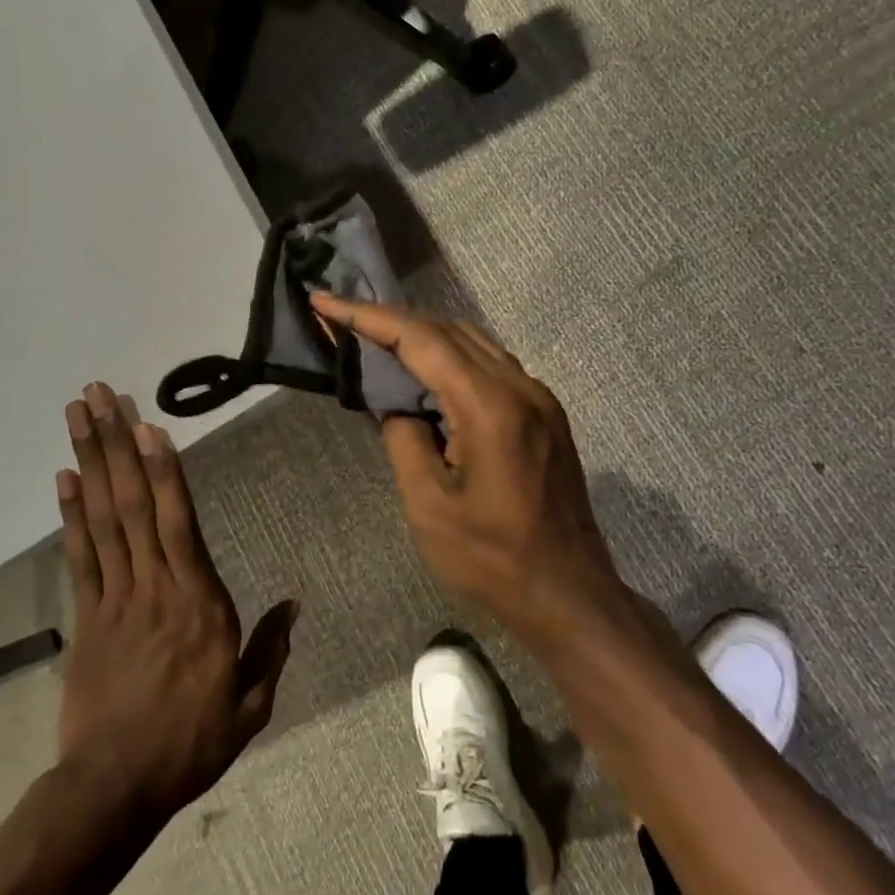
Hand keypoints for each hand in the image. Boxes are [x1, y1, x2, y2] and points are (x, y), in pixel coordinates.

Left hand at [54, 383, 297, 830]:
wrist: (114, 788)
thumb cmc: (190, 742)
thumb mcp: (249, 705)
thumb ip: (270, 649)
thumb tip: (294, 605)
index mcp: (199, 603)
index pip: (179, 523)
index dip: (164, 472)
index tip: (150, 426)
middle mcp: (155, 586)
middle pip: (132, 504)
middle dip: (117, 444)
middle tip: (100, 394)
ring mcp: (114, 598)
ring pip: (103, 518)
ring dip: (90, 461)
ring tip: (80, 415)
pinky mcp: (86, 617)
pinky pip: (80, 556)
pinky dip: (71, 514)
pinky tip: (65, 478)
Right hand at [310, 294, 624, 637]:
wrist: (569, 593)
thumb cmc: (492, 558)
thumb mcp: (429, 504)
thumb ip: (404, 438)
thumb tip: (394, 402)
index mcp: (490, 406)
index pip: (421, 339)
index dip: (368, 316)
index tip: (325, 301)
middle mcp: (521, 387)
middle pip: (447, 330)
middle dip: (390, 319)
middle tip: (341, 318)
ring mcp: (539, 397)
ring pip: (472, 342)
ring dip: (422, 334)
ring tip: (374, 337)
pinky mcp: (545, 413)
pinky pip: (490, 364)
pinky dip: (450, 357)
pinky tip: (424, 372)